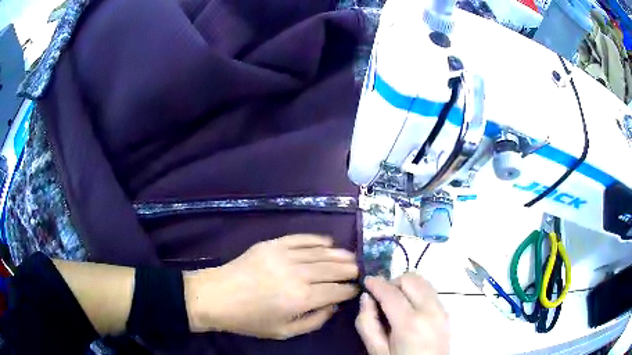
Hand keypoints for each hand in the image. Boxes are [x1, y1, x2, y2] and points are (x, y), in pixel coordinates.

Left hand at [185, 234, 358, 338]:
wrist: (217, 297)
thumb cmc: (250, 320)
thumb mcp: (284, 332)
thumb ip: (314, 321)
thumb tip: (333, 305)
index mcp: (301, 299)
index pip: (336, 290)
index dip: (349, 289)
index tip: (356, 288)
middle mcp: (298, 274)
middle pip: (333, 268)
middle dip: (349, 269)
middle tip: (359, 270)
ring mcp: (284, 255)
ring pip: (321, 252)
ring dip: (339, 254)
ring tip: (351, 256)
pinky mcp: (272, 244)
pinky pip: (301, 238)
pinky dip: (317, 239)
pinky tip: (328, 241)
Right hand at [355, 274, 448, 354]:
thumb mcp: (377, 351)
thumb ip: (367, 323)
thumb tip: (366, 297)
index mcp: (410, 323)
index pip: (391, 292)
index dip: (376, 283)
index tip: (367, 281)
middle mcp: (430, 310)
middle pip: (411, 279)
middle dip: (393, 282)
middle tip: (382, 297)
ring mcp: (442, 310)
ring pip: (423, 282)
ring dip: (406, 286)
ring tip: (395, 302)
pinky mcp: (446, 313)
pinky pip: (431, 292)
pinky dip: (417, 292)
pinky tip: (409, 309)